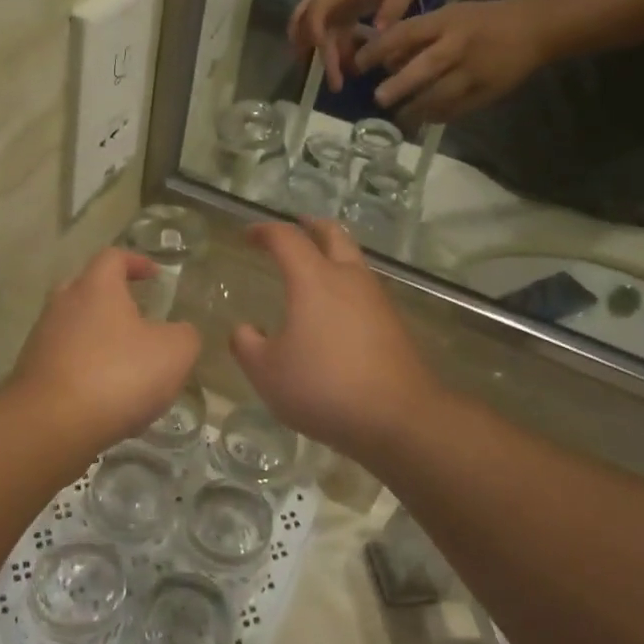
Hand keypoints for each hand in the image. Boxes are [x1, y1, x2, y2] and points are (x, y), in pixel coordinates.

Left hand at [7, 247, 201, 456]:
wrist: (50, 426)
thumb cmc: (117, 375)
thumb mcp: (174, 352)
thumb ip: (185, 335)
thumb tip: (179, 333)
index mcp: (96, 287)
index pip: (113, 257)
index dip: (136, 261)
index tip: (154, 274)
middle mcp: (63, 304)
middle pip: (87, 289)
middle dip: (112, 299)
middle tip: (138, 316)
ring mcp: (42, 339)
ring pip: (74, 327)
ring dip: (99, 338)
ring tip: (127, 363)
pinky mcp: (32, 373)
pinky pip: (65, 360)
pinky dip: (86, 368)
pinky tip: (106, 395)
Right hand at [230, 222, 442, 461]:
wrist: (398, 417)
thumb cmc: (324, 387)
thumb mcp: (267, 372)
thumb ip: (247, 345)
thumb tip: (245, 329)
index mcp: (314, 279)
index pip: (286, 238)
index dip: (264, 231)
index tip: (247, 235)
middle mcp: (348, 278)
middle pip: (332, 234)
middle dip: (310, 226)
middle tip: (294, 226)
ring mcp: (376, 299)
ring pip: (353, 259)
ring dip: (332, 253)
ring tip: (313, 267)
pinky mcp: (393, 323)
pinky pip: (364, 289)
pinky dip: (345, 283)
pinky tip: (335, 309)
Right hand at [289, 0, 428, 91]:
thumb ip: (393, 5)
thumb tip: (378, 33)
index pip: (317, 10)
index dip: (317, 33)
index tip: (329, 56)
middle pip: (303, 21)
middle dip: (307, 49)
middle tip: (323, 78)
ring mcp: (333, 3)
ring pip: (313, 31)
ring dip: (321, 55)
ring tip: (337, 82)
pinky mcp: (340, 11)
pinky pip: (330, 33)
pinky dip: (334, 51)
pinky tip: (349, 67)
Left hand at [354, 0, 543, 122]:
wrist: (534, 29)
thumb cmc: (482, 21)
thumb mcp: (449, 16)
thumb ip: (418, 38)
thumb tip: (385, 61)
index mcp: (446, 22)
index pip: (406, 34)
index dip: (379, 49)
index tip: (359, 64)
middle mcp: (458, 46)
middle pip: (426, 67)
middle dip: (400, 84)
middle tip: (378, 98)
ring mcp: (474, 71)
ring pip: (441, 95)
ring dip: (416, 109)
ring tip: (398, 118)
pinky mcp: (486, 92)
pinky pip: (457, 109)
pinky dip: (437, 116)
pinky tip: (423, 121)